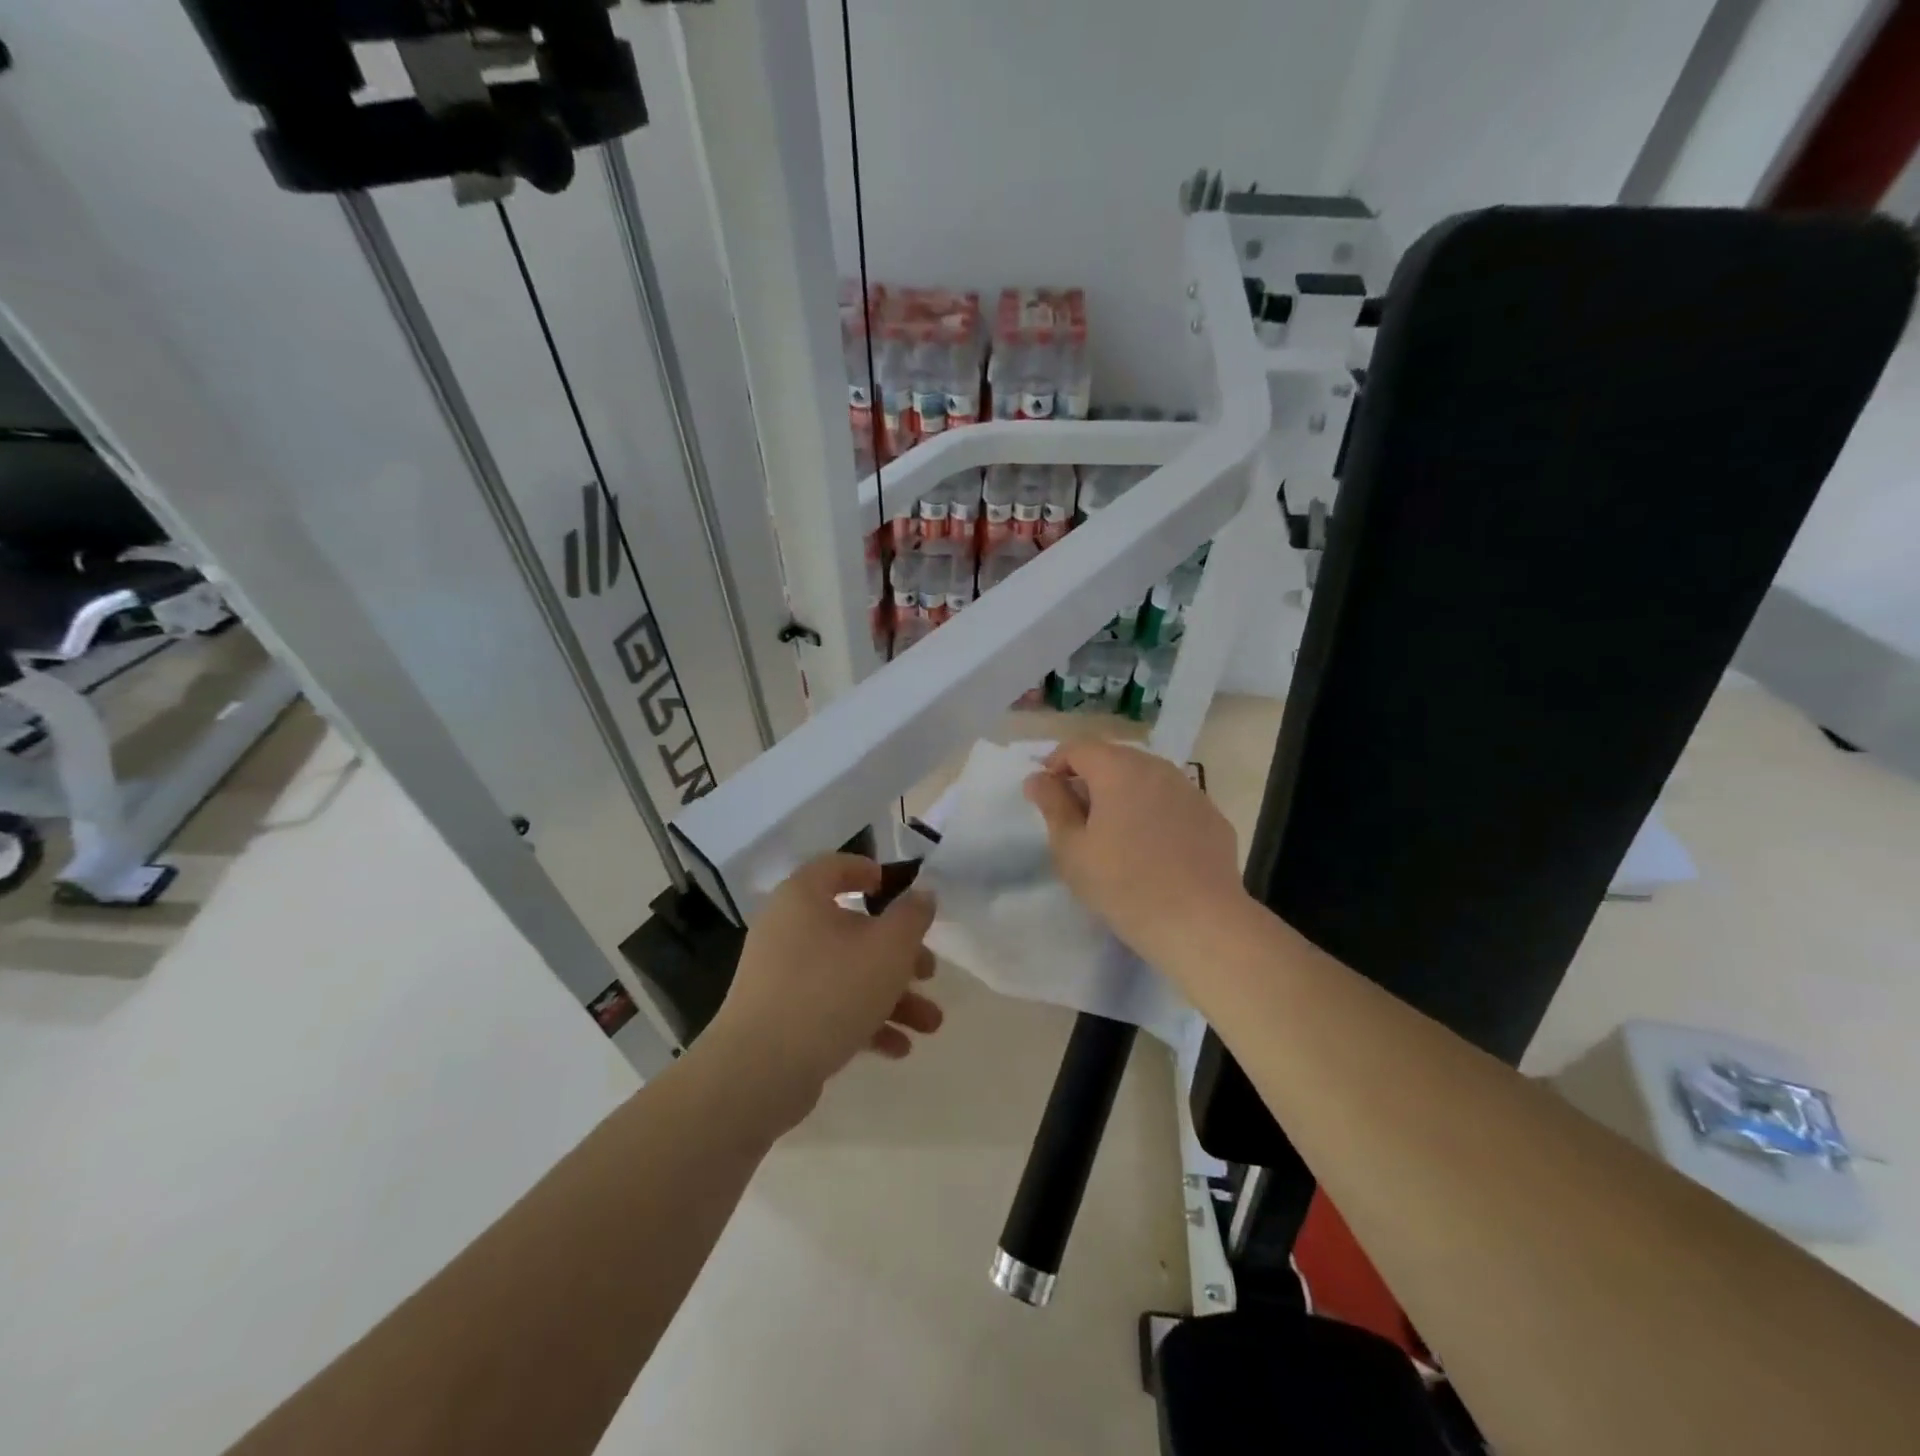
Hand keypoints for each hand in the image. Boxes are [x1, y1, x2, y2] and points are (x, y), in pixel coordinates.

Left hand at [707, 854, 941, 1127]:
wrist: (760, 1071)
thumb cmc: (830, 990)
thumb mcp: (888, 948)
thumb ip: (912, 916)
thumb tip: (922, 895)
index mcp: (803, 898)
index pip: (834, 866)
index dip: (867, 871)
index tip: (895, 888)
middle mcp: (786, 929)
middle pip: (851, 929)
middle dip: (899, 954)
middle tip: (929, 972)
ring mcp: (780, 976)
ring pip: (846, 973)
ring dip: (892, 995)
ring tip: (930, 1025)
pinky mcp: (780, 1018)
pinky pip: (829, 1007)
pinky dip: (864, 1021)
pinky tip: (898, 1048)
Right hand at [1024, 740, 1245, 965]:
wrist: (1200, 922)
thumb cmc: (1124, 885)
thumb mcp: (1072, 849)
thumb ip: (1052, 805)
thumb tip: (1038, 778)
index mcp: (1118, 769)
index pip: (1078, 748)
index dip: (1056, 764)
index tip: (1046, 794)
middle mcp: (1157, 768)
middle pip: (1114, 758)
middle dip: (1090, 778)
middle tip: (1077, 818)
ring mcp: (1190, 790)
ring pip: (1146, 778)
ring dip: (1124, 794)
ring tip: (1114, 833)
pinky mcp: (1211, 815)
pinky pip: (1172, 801)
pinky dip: (1154, 811)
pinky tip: (1152, 848)